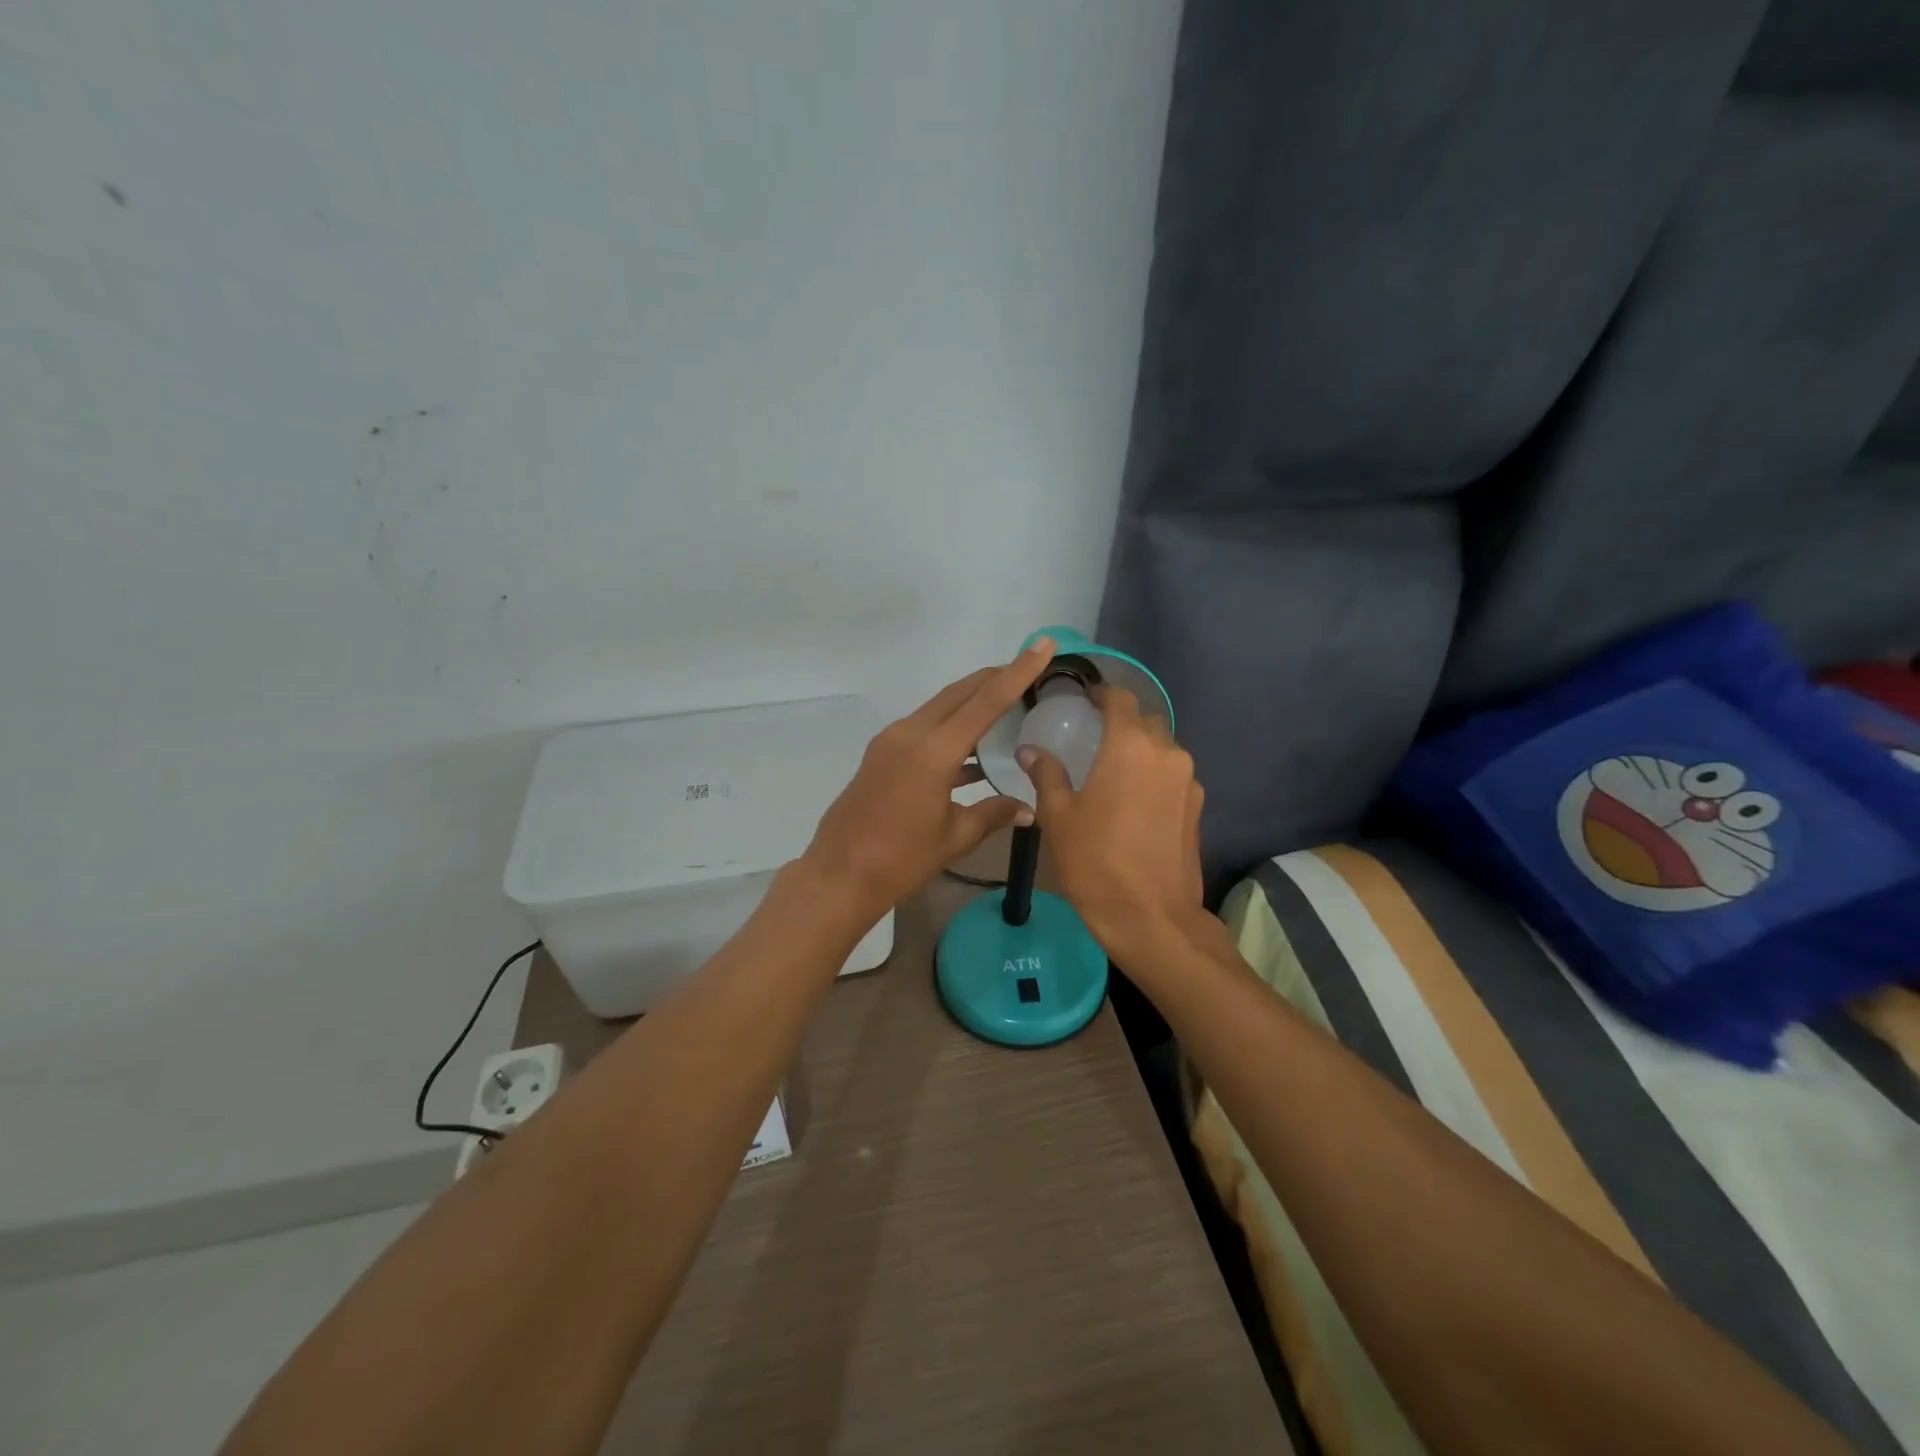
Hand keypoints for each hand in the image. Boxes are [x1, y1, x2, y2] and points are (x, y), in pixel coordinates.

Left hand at [802, 638, 1057, 919]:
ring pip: (940, 708)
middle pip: (960, 693)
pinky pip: (924, 728)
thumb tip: (1029, 809)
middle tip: (1027, 670)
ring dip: (971, 702)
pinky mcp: (882, 754)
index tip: (1040, 645)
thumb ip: (994, 814)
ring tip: (1006, 705)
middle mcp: (911, 733)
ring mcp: (891, 741)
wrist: (839, 875)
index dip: (1017, 671)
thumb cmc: (901, 859)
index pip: (986, 701)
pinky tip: (972, 751)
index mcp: (934, 750)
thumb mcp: (955, 837)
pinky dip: (951, 729)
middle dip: (994, 678)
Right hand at [1019, 686, 1206, 963]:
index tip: (1085, 699)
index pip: (1120, 699)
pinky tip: (1134, 799)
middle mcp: (1167, 753)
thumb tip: (1030, 750)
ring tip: (1114, 768)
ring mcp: (1188, 781)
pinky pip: (1174, 775)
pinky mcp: (1197, 807)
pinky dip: (1155, 774)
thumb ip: (1046, 774)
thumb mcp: (1058, 816)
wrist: (1151, 917)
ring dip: (1142, 749)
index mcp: (1130, 746)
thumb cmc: (1095, 861)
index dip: (1102, 693)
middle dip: (1123, 720)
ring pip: (1164, 748)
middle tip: (1095, 735)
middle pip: (1147, 720)